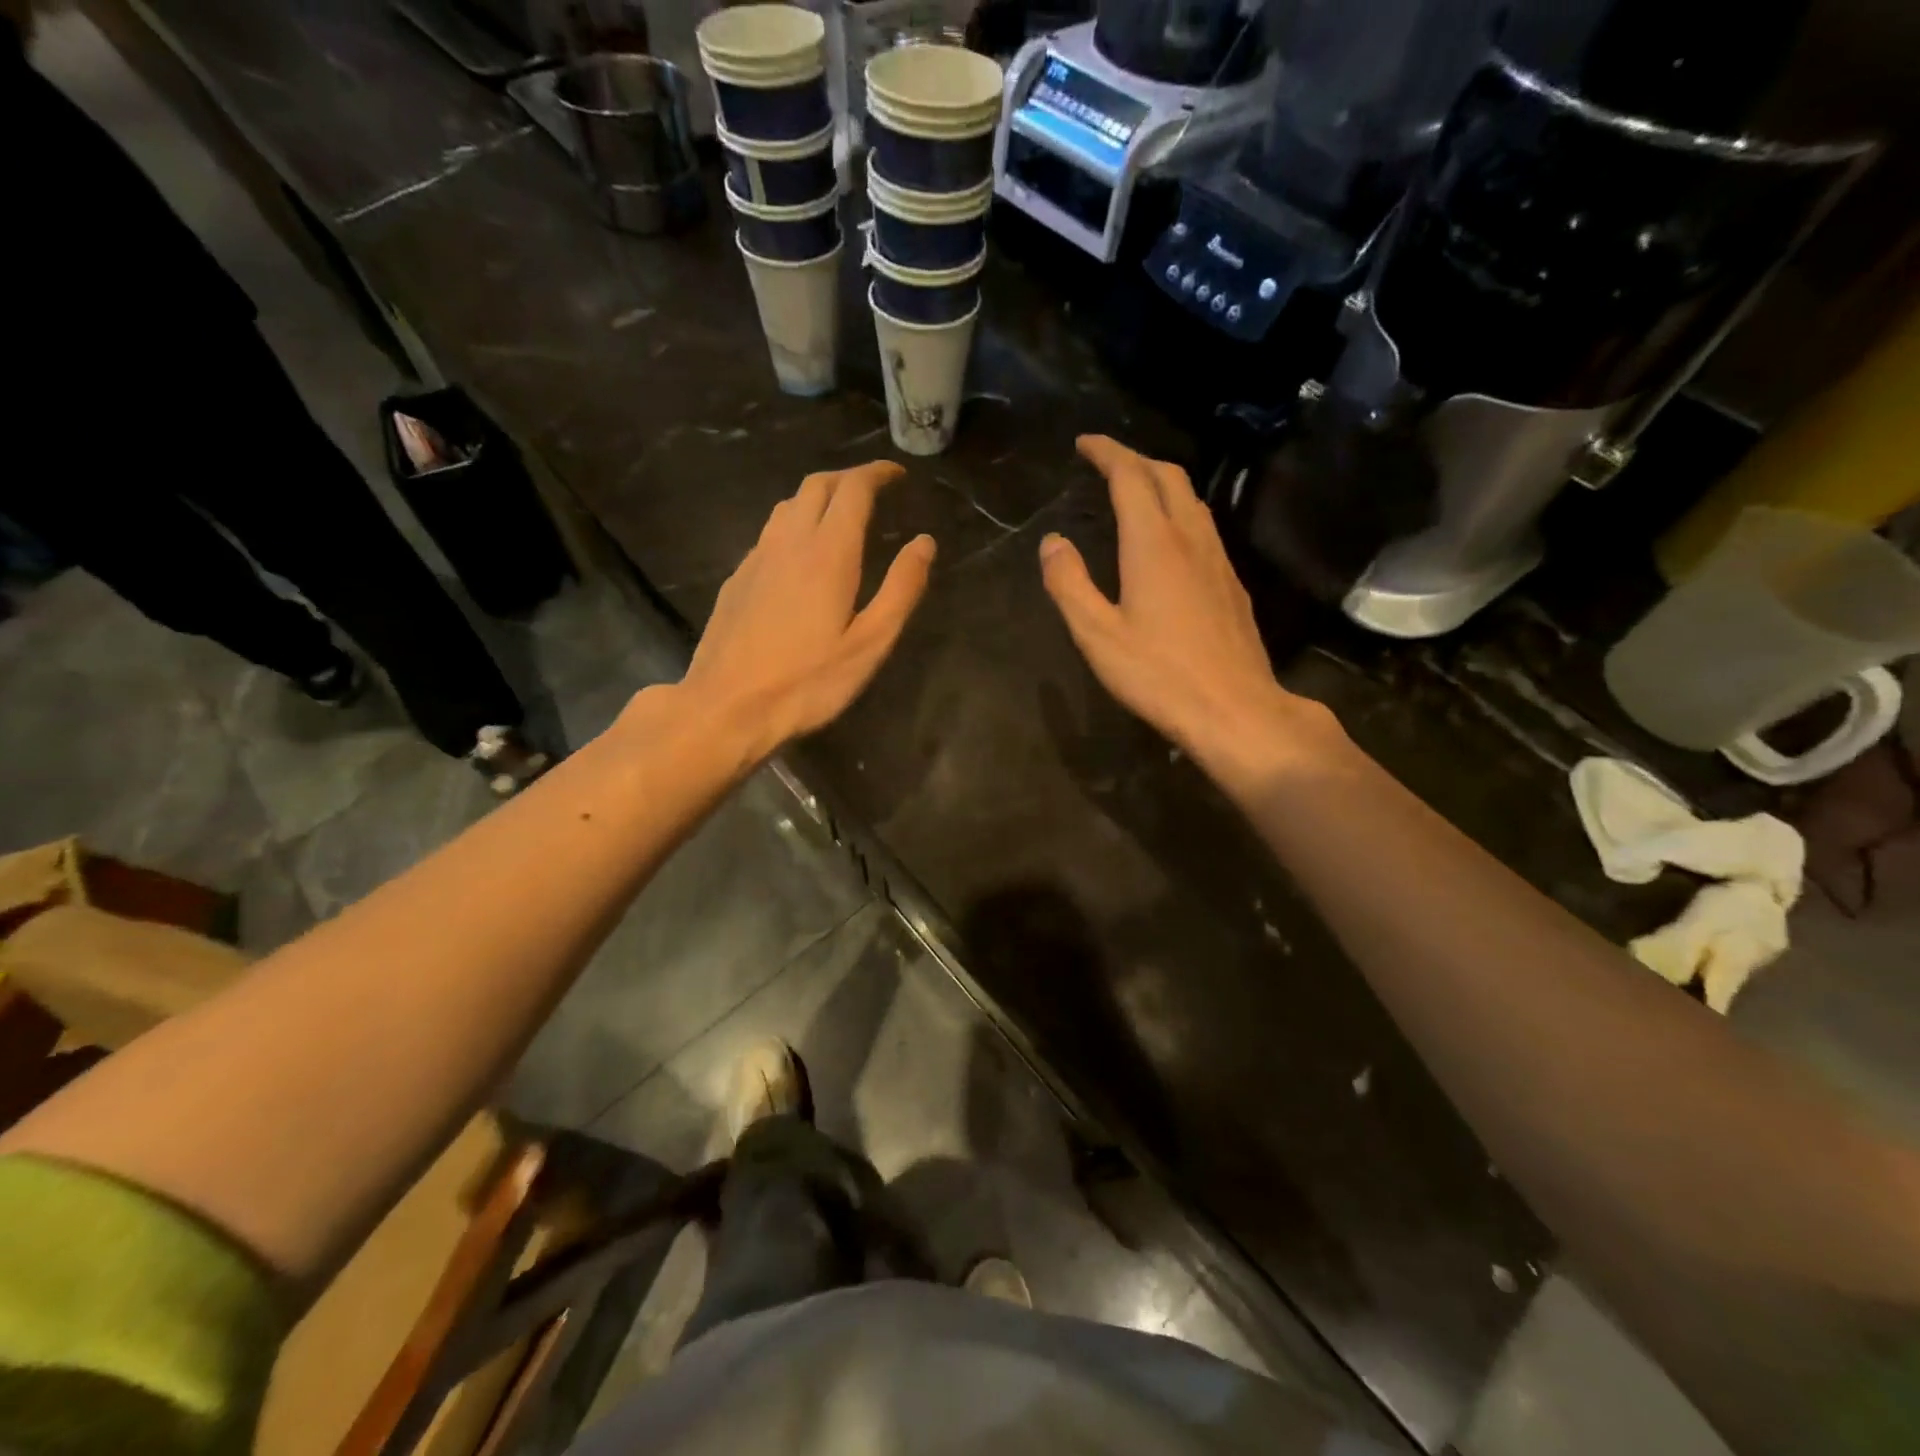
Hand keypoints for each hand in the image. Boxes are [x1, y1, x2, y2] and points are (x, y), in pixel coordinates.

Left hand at [678, 461, 934, 758]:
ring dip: (818, 497)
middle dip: (848, 478)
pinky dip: (794, 525)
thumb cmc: (807, 682)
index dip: (877, 473)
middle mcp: (789, 542)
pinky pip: (770, 533)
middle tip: (873, 490)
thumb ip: (901, 589)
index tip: (897, 475)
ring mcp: (756, 558)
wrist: (726, 707)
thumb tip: (924, 543)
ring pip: (788, 505)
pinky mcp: (736, 579)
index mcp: (828, 552)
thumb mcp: (869, 644)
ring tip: (840, 515)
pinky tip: (801, 555)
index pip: (853, 489)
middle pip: (816, 485)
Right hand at [1040, 435, 1337, 788]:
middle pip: (1168, 476)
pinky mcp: (1231, 583)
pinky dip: (1178, 511)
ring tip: (1134, 490)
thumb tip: (1052, 542)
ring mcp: (1218, 559)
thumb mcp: (1097, 635)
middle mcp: (1191, 538)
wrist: (1236, 709)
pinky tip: (1168, 538)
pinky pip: (1204, 526)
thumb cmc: (1159, 675)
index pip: (1130, 476)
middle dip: (1135, 459)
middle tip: (1106, 462)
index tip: (1084, 443)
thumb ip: (1070, 584)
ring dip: (1161, 482)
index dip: (1106, 453)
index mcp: (1153, 544)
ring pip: (1192, 499)